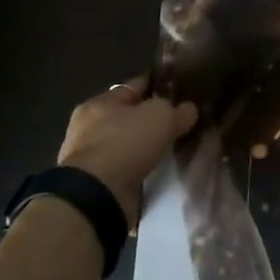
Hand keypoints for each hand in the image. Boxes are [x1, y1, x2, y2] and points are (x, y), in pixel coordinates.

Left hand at [57, 76, 198, 227]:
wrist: (98, 194)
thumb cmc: (125, 143)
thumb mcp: (161, 116)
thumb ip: (178, 110)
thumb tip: (189, 110)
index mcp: (100, 102)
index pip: (135, 86)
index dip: (158, 85)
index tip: (180, 88)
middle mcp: (90, 126)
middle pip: (129, 116)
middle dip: (152, 118)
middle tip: (181, 121)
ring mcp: (91, 156)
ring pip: (128, 143)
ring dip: (146, 146)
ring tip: (174, 148)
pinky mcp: (96, 182)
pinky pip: (126, 167)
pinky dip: (141, 167)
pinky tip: (160, 169)